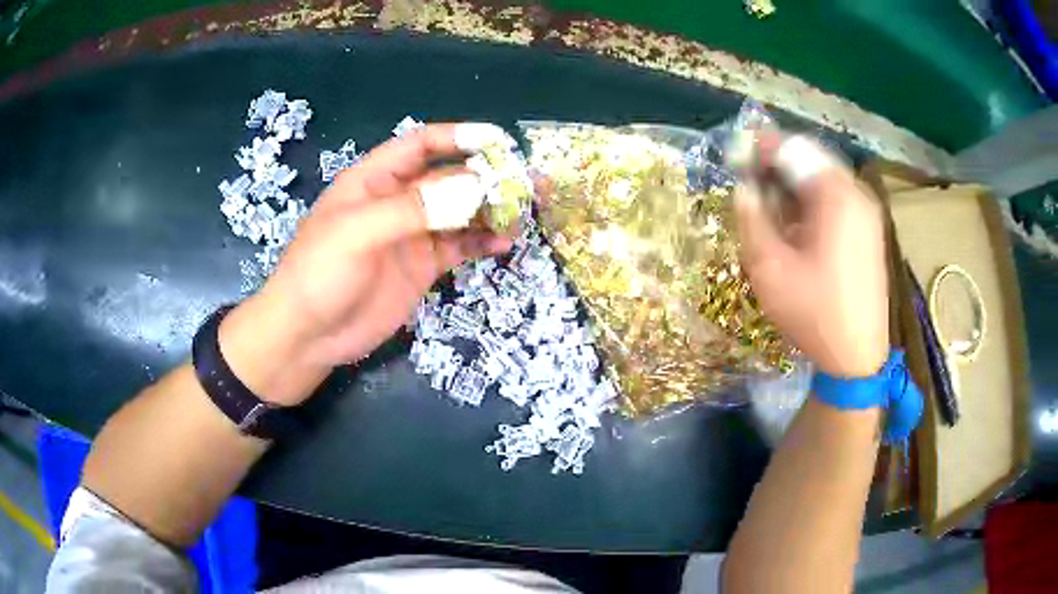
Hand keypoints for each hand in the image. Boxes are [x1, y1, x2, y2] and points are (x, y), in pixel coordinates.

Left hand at [220, 124, 511, 403]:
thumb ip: (412, 209)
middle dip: (487, 177)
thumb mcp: (357, 233)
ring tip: (526, 212)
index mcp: (374, 179)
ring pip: (460, 212)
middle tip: (528, 183)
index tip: (499, 142)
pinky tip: (503, 243)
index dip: (458, 137)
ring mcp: (412, 235)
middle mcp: (397, 200)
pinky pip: (459, 246)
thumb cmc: (319, 274)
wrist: (308, 336)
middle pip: (449, 178)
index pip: (421, 144)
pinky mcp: (422, 266)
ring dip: (491, 210)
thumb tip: (473, 188)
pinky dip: (482, 242)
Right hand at [735, 134, 888, 376]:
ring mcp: (867, 213)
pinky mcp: (869, 231)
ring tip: (770, 206)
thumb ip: (751, 217)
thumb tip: (743, 187)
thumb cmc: (814, 314)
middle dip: (778, 166)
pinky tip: (797, 225)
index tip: (736, 157)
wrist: (857, 358)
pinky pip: (836, 200)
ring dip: (794, 185)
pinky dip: (812, 202)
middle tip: (751, 183)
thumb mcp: (769, 268)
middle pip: (811, 159)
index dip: (761, 148)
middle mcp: (857, 193)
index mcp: (836, 195)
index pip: (793, 148)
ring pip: (824, 179)